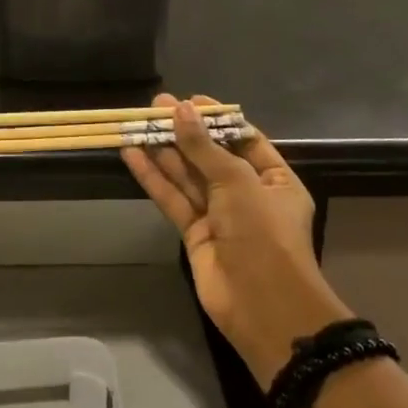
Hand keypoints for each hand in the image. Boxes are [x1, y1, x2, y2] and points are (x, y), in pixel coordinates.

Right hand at [123, 94, 349, 389]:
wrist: (263, 306)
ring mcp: (220, 216)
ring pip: (187, 176)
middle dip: (184, 132)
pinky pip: (172, 199)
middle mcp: (248, 195)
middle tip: (154, 107)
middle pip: (211, 156)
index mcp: (275, 180)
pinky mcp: (194, 234)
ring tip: (136, 124)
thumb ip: (204, 147)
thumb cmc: (264, 233)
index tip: (188, 101)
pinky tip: (132, 155)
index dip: (216, 119)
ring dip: (164, 151)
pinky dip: (153, 178)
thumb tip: (179, 110)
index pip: (243, 140)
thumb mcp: (237, 181)